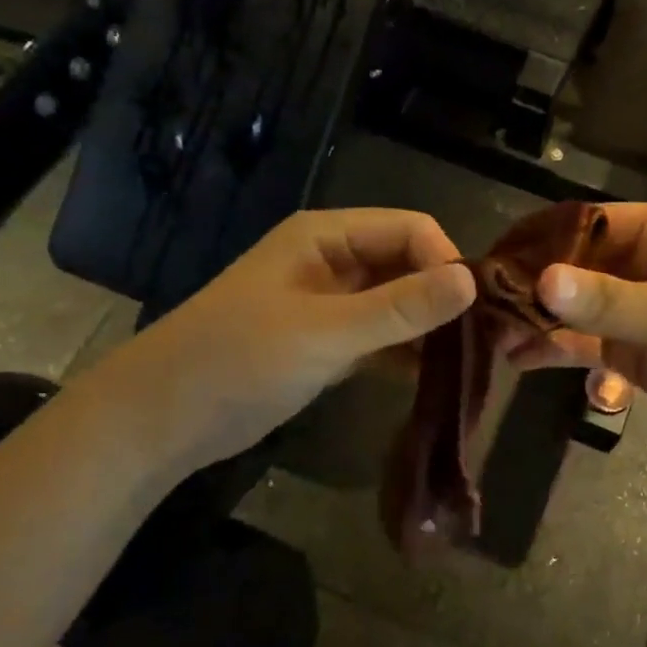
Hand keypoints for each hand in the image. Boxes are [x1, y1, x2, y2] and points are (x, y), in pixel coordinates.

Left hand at [88, 208, 474, 476]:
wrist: (164, 417)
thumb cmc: (238, 359)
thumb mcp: (325, 331)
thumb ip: (400, 308)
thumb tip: (472, 282)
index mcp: (326, 236)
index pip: (409, 229)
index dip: (445, 261)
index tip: (473, 308)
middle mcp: (333, 261)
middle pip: (407, 264)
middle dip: (442, 296)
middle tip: (482, 338)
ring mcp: (330, 304)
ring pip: (397, 303)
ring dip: (428, 327)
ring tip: (467, 360)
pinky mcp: (327, 343)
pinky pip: (381, 337)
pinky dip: (406, 353)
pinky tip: (433, 376)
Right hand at [515, 203, 646, 455]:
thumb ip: (608, 301)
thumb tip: (541, 280)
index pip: (588, 223)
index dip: (542, 239)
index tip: (494, 259)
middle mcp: (645, 263)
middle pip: (576, 266)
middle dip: (532, 286)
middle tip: (481, 303)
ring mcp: (637, 309)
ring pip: (577, 307)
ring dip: (538, 320)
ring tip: (491, 336)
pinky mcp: (634, 350)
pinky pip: (586, 342)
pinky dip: (556, 349)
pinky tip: (520, 359)